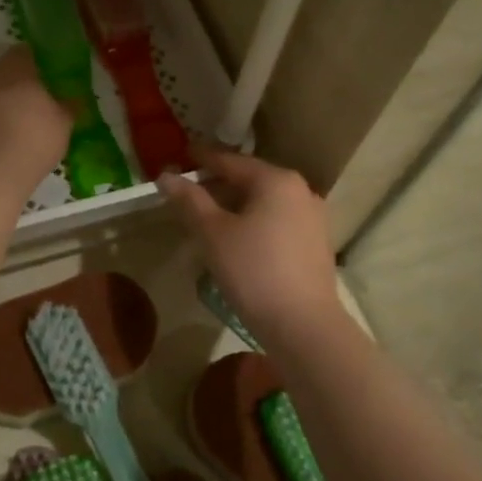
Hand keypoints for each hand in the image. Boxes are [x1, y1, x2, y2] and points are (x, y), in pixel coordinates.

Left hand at [0, 48, 71, 198]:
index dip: (38, 63)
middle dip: (17, 84)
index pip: (26, 52)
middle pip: (3, 71)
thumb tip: (74, 99)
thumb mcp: (63, 124)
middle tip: (35, 104)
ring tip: (15, 126)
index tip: (50, 79)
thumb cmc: (33, 139)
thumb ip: (68, 107)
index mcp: (16, 67)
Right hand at [157, 147, 343, 345]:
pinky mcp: (316, 243)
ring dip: (236, 204)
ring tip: (209, 215)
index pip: (230, 161)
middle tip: (189, 189)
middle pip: (250, 179)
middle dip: (218, 183)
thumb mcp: (213, 233)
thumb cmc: (253, 270)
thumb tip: (165, 176)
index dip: (202, 158)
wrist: (304, 326)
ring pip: (265, 201)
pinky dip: (254, 221)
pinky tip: (237, 237)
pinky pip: (277, 220)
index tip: (181, 155)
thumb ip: (189, 200)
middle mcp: (300, 190)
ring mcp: (313, 217)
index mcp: (275, 180)